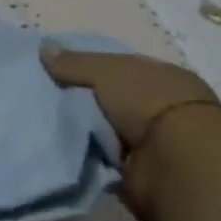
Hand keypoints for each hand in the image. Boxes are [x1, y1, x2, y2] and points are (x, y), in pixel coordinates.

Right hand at [41, 44, 220, 220]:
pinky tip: (61, 149)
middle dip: (81, 101)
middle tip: (42, 99)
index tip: (54, 71)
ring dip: (83, 131)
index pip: (119, 68)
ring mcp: (156, 142)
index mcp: (162, 77)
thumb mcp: (104, 70)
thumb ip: (73, 62)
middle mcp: (163, 108)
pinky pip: (104, 159)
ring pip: (106, 130)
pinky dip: (87, 156)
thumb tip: (44, 47)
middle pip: (111, 100)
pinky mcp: (144, 173)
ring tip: (44, 126)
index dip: (88, 68)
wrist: (178, 164)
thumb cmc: (148, 103)